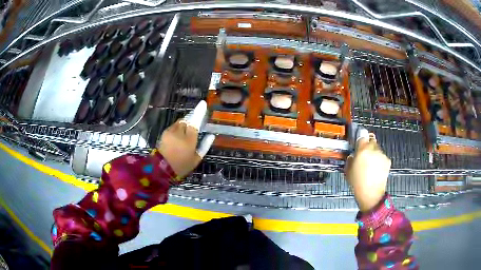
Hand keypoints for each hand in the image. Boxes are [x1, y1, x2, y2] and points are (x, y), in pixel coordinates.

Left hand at [157, 101, 214, 177]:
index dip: (199, 112)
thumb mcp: (196, 159)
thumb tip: (211, 135)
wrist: (162, 169)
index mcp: (189, 139)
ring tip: (187, 130)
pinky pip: (174, 125)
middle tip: (196, 124)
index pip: (195, 121)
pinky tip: (179, 134)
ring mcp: (170, 131)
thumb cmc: (182, 166)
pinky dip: (178, 127)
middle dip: (192, 120)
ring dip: (185, 123)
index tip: (203, 103)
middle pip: (187, 120)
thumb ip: (205, 146)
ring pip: (180, 122)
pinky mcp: (164, 133)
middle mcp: (179, 132)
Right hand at [345, 133, 390, 211]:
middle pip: (371, 140)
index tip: (359, 141)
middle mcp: (373, 149)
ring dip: (374, 153)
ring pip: (377, 148)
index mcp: (362, 150)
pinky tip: (376, 169)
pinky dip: (379, 160)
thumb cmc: (357, 183)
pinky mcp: (387, 160)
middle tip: (364, 155)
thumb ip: (351, 158)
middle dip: (367, 146)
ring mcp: (382, 155)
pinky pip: (382, 156)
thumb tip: (353, 155)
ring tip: (370, 165)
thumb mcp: (348, 170)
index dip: (360, 137)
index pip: (362, 135)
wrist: (371, 194)